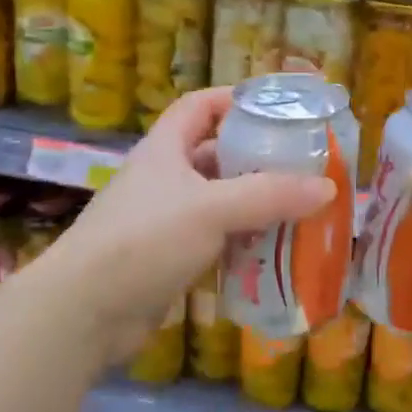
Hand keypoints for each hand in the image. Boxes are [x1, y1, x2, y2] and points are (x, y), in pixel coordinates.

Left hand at [41, 87, 334, 362]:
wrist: (83, 312)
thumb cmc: (145, 240)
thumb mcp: (211, 208)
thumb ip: (269, 195)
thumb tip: (328, 187)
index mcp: (165, 148)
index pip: (200, 106)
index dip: (235, 99)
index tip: (277, 109)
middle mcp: (164, 178)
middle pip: (216, 155)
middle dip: (257, 157)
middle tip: (303, 165)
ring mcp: (165, 220)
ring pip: (219, 201)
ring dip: (254, 204)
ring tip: (299, 208)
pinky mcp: (168, 258)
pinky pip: (215, 239)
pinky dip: (242, 241)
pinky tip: (273, 250)